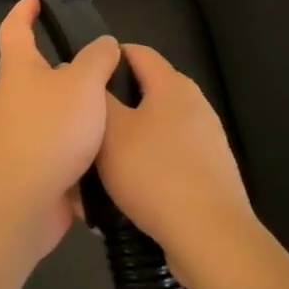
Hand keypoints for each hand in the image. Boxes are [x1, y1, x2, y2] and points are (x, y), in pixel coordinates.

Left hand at [0, 0, 122, 257]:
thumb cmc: (50, 130)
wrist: (25, 199)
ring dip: (80, 106)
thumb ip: (97, 59)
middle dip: (67, 64)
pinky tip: (113, 144)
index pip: (14, 28)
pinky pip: (63, 144)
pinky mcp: (36, 163)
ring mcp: (23, 132)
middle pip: (37, 71)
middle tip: (104, 60)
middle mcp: (16, 96)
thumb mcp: (83, 84)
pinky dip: (84, 142)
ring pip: (55, 109)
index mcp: (19, 69)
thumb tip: (104, 46)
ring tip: (119, 103)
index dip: (24, 11)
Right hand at [97, 45, 254, 273]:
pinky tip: (121, 198)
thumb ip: (97, 98)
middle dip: (111, 110)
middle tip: (82, 130)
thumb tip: (90, 80)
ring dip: (123, 146)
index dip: (105, 59)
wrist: (210, 237)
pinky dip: (142, 171)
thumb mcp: (110, 130)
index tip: (78, 80)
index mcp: (172, 85)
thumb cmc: (154, 172)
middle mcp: (194, 105)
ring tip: (94, 171)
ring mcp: (206, 141)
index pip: (135, 51)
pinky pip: (165, 162)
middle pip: (143, 94)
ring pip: (151, 132)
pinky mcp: (208, 175)